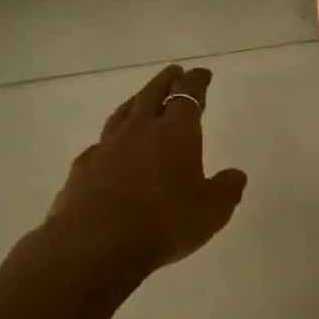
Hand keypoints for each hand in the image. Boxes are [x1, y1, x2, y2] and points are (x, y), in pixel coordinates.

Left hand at [41, 64, 248, 277]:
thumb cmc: (164, 222)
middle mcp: (139, 130)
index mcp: (175, 132)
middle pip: (152, 94)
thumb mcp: (212, 211)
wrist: (95, 245)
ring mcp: (106, 148)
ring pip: (123, 114)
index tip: (202, 74)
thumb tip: (235, 175)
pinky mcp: (82, 169)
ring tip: (141, 100)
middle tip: (174, 73)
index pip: (187, 94)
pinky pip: (100, 145)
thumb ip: (226, 189)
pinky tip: (110, 150)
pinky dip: (111, 140)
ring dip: (135, 102)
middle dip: (165, 81)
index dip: (196, 82)